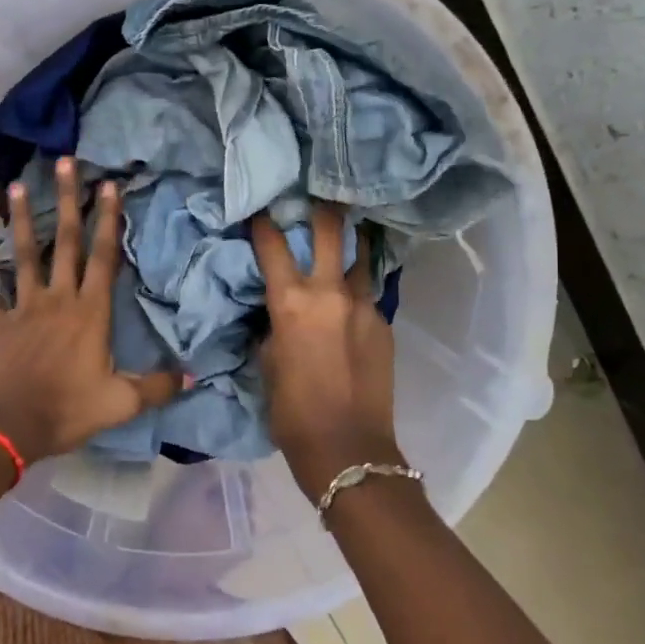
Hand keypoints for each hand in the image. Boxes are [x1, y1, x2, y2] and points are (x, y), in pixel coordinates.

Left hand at [0, 157, 182, 461]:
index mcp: (90, 312)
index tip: (109, 185)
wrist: (8, 427)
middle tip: (65, 163)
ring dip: (20, 221)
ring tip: (16, 187)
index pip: (104, 256)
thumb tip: (195, 375)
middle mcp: (58, 299)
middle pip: (64, 241)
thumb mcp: (121, 402)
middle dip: (67, 200)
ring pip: (23, 255)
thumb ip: (158, 386)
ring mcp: (24, 308)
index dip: (109, 220)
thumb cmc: (68, 410)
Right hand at [250, 204, 399, 496]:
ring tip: (348, 227)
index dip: (263, 220)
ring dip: (352, 240)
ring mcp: (364, 305)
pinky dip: (358, 284)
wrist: (348, 449)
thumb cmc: (292, 412)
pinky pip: (368, 292)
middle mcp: (331, 292)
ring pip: (362, 255)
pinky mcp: (384, 323)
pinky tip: (351, 290)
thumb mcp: (267, 363)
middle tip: (318, 194)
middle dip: (322, 207)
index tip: (260, 205)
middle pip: (331, 230)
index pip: (273, 245)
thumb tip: (276, 307)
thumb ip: (272, 324)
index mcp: (292, 302)